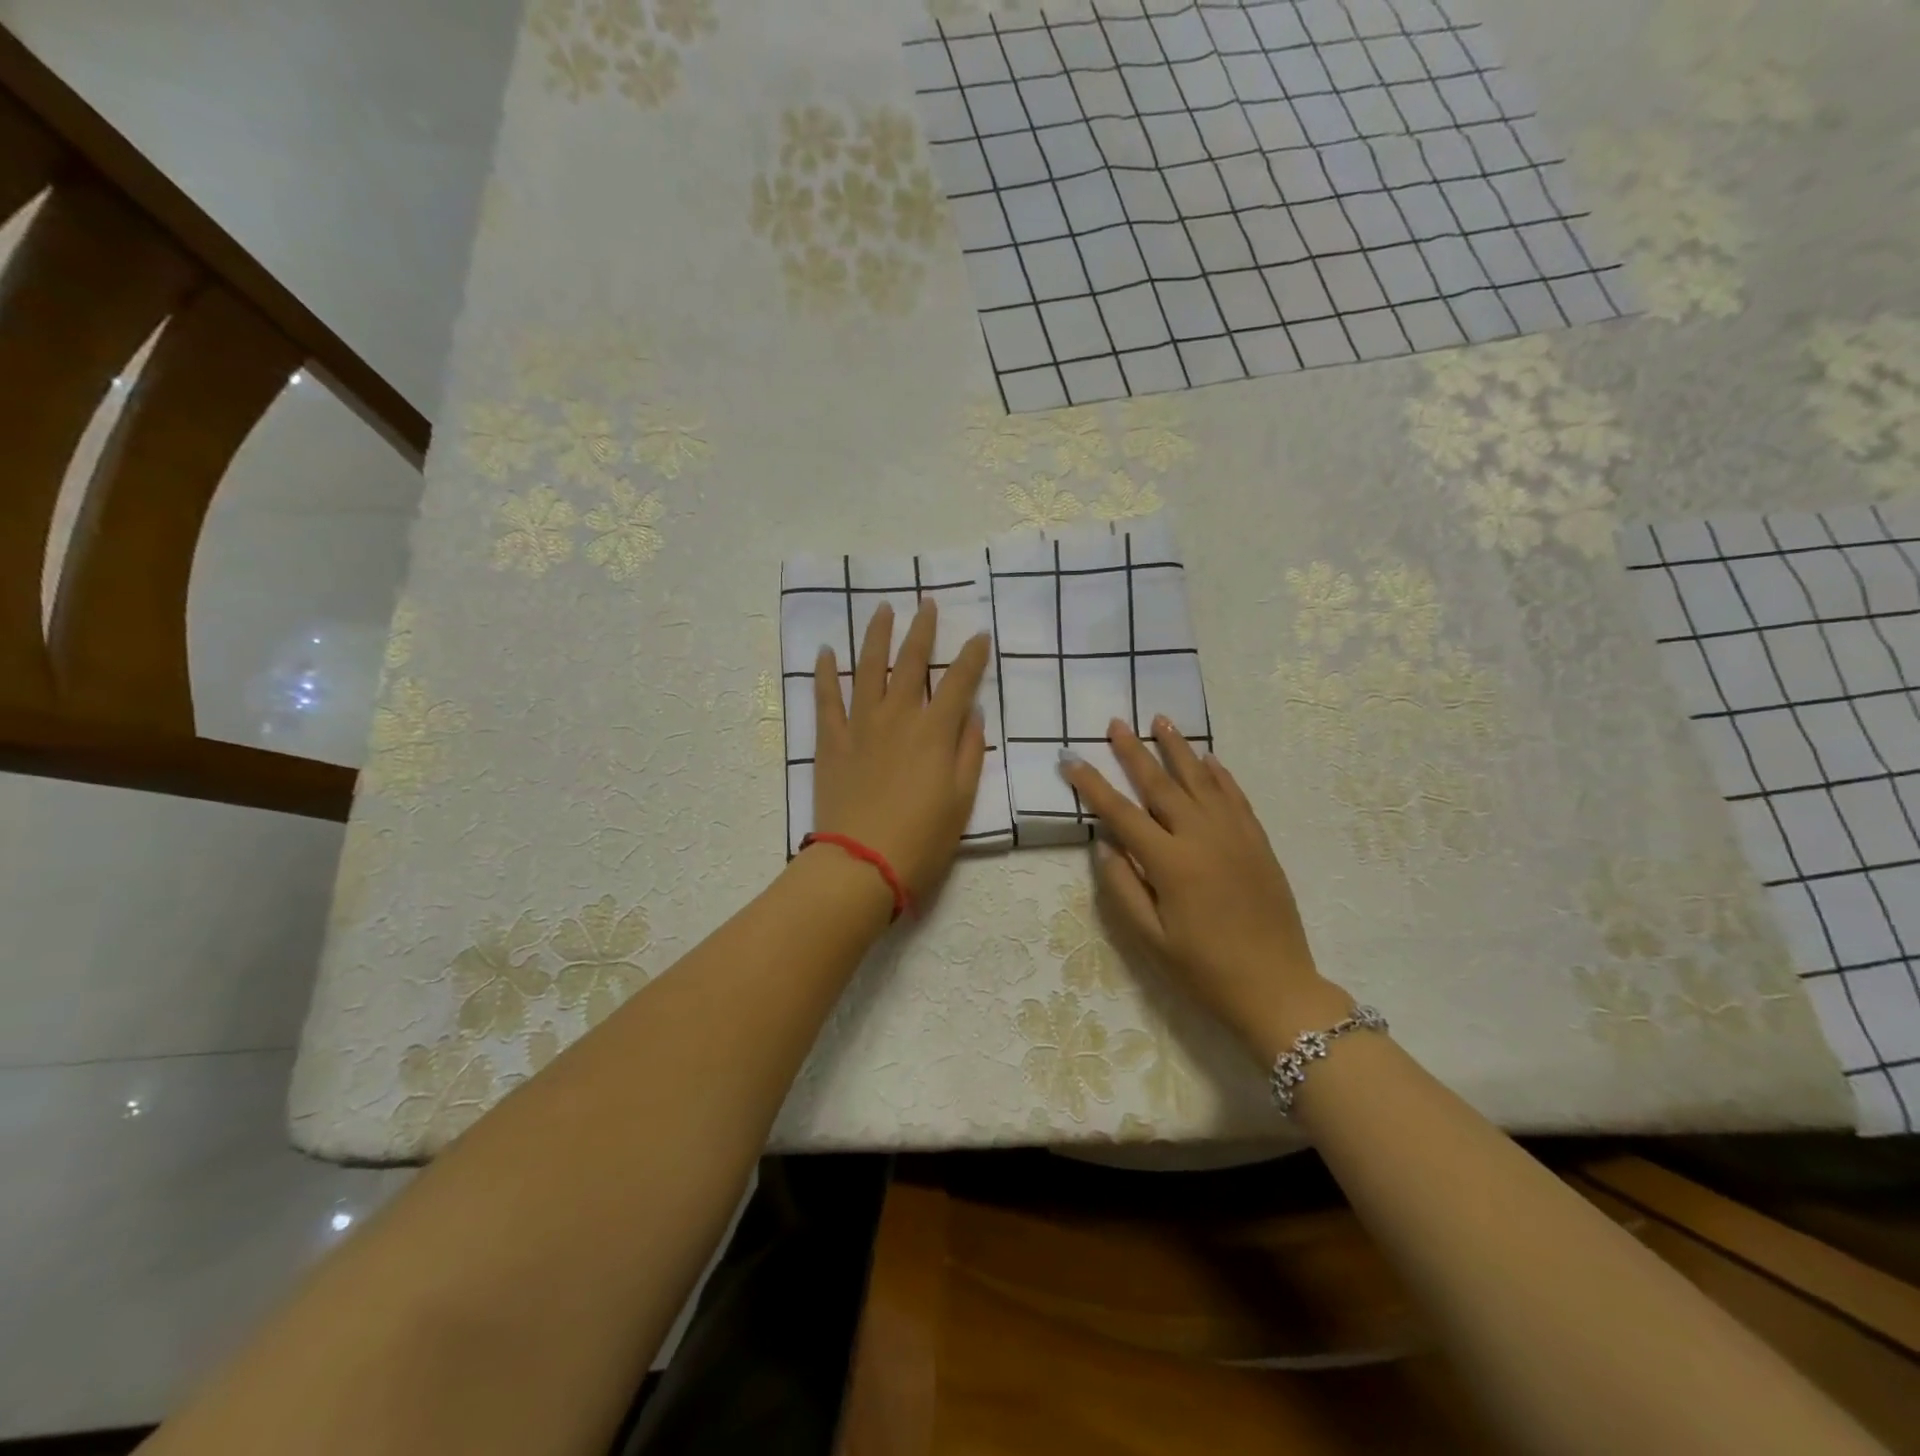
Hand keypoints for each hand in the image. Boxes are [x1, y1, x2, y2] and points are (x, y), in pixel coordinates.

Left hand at [811, 599, 989, 903]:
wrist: (861, 863)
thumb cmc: (922, 838)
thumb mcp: (962, 800)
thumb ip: (969, 752)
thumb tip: (973, 714)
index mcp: (934, 731)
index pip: (959, 681)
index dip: (972, 656)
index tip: (980, 635)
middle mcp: (897, 717)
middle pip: (911, 662)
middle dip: (922, 630)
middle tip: (927, 604)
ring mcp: (860, 725)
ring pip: (867, 668)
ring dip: (876, 636)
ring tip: (881, 609)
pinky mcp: (830, 741)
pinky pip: (826, 698)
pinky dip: (825, 673)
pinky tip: (825, 651)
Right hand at [1060, 717, 1350, 1059]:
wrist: (1278, 989)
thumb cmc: (1205, 971)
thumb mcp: (1151, 940)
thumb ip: (1123, 888)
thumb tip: (1105, 845)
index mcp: (1171, 863)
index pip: (1121, 813)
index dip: (1092, 784)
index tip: (1070, 758)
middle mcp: (1202, 837)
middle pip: (1161, 784)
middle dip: (1134, 751)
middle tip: (1116, 722)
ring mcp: (1235, 836)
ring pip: (1201, 780)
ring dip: (1178, 749)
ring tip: (1161, 719)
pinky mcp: (1258, 842)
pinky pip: (1235, 797)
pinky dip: (1219, 774)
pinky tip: (1208, 758)